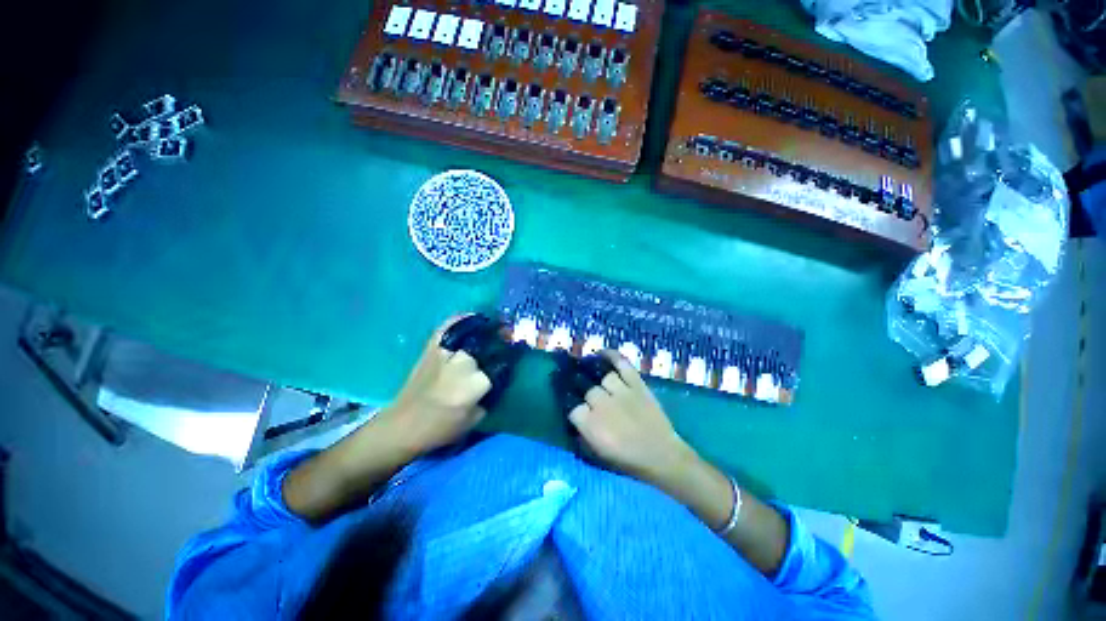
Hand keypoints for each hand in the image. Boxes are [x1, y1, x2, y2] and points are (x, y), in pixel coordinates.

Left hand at [381, 315, 501, 454]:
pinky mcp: (431, 348)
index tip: (517, 353)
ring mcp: (445, 352)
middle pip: (489, 344)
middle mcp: (463, 363)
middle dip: (501, 339)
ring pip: (472, 332)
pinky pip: (449, 326)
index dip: (512, 357)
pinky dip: (461, 319)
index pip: (502, 364)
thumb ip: (491, 395)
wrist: (403, 425)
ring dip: (486, 328)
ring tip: (495, 326)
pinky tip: (472, 318)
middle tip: (508, 337)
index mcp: (475, 384)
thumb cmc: (442, 428)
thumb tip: (499, 377)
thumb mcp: (476, 418)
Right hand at [553, 350, 693, 483]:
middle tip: (582, 388)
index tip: (574, 407)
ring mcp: (622, 391)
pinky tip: (602, 354)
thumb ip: (582, 433)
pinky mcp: (637, 384)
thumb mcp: (598, 454)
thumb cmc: (628, 460)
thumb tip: (574, 417)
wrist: (662, 456)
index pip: (572, 407)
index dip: (573, 407)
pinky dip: (612, 356)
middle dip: (582, 389)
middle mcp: (603, 405)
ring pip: (603, 376)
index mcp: (592, 425)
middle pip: (585, 388)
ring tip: (590, 369)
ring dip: (596, 374)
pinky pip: (622, 364)